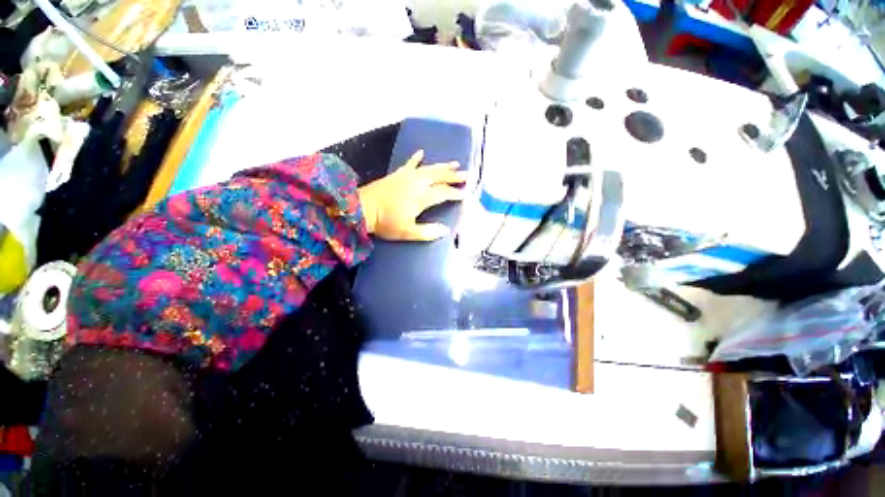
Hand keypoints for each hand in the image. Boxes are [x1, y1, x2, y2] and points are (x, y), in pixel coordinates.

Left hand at [358, 150, 466, 240]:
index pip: (443, 193)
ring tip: (455, 164)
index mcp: (421, 197)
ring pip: (429, 168)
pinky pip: (410, 163)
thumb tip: (445, 230)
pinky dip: (416, 158)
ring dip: (442, 166)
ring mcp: (407, 176)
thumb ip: (427, 232)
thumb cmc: (385, 222)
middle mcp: (417, 183)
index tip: (465, 194)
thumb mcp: (407, 232)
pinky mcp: (397, 174)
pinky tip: (421, 152)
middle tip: (467, 175)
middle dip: (454, 176)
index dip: (455, 193)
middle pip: (439, 177)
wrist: (362, 209)